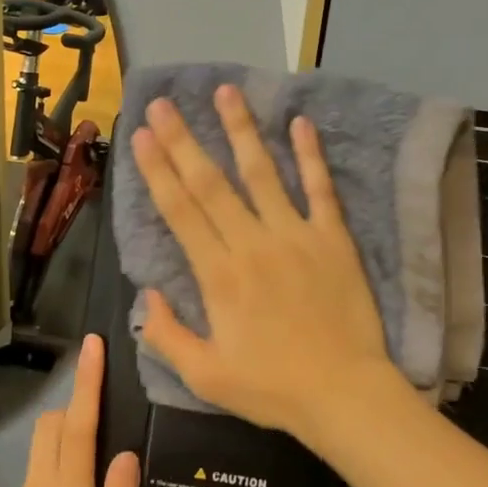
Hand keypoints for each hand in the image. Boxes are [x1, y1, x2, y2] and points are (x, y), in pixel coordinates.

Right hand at [130, 86, 397, 452]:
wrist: (345, 394)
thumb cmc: (273, 388)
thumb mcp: (206, 377)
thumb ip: (168, 336)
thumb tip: (145, 295)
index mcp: (218, 275)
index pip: (180, 211)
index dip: (158, 170)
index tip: (142, 136)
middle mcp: (252, 243)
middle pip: (211, 183)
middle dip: (183, 140)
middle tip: (163, 103)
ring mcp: (295, 236)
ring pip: (262, 173)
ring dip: (241, 130)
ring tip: (225, 92)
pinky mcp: (332, 238)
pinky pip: (319, 189)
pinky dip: (310, 155)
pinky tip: (300, 123)